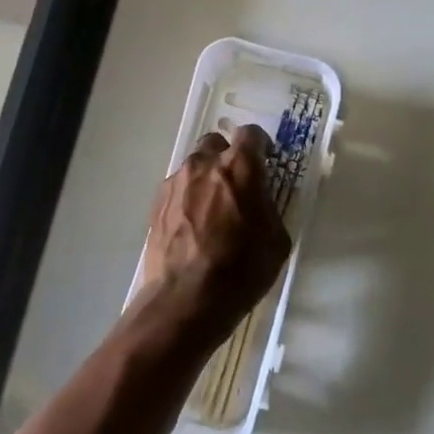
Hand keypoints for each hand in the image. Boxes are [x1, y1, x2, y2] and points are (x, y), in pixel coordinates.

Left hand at [134, 125, 291, 346]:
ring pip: (194, 165)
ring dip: (206, 177)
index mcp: (239, 167)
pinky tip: (193, 225)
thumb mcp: (276, 239)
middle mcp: (204, 164)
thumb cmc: (241, 269)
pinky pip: (177, 188)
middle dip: (228, 156)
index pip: (251, 134)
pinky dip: (188, 197)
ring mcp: (176, 182)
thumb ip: (268, 207)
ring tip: (212, 209)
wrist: (186, 299)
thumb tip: (259, 199)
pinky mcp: (157, 203)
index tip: (265, 162)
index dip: (260, 146)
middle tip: (237, 184)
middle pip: (216, 143)